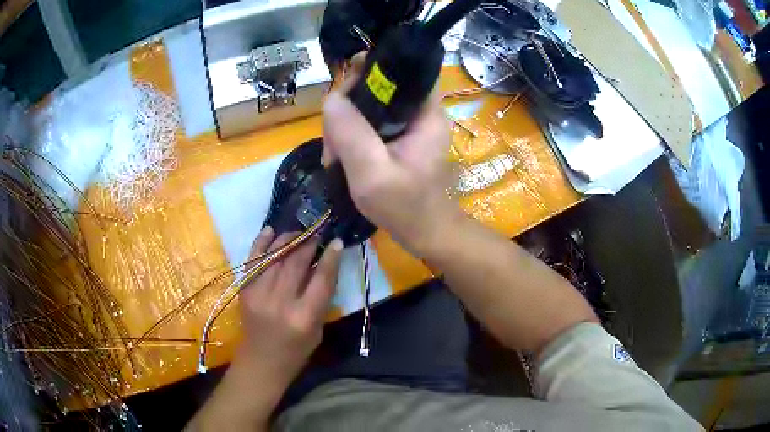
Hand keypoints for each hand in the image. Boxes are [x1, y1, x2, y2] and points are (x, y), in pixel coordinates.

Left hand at [236, 227, 342, 386]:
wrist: (261, 360)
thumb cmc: (296, 350)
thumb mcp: (318, 328)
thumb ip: (320, 298)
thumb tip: (324, 265)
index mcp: (304, 317)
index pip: (321, 279)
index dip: (330, 257)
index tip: (336, 240)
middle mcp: (280, 302)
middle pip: (296, 263)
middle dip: (309, 242)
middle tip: (317, 231)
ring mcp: (259, 294)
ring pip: (275, 256)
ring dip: (288, 239)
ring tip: (298, 232)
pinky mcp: (244, 290)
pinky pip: (253, 260)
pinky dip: (261, 243)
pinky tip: (270, 231)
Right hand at [322, 58, 458, 254]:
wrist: (424, 234)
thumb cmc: (406, 208)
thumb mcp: (373, 174)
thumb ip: (352, 134)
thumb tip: (332, 99)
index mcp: (425, 113)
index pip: (401, 72)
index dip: (372, 70)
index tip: (344, 90)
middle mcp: (418, 113)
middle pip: (377, 89)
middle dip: (348, 109)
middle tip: (333, 144)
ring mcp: (406, 127)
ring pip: (367, 108)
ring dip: (344, 127)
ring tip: (335, 158)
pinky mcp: (396, 139)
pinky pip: (366, 125)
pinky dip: (350, 138)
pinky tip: (341, 158)